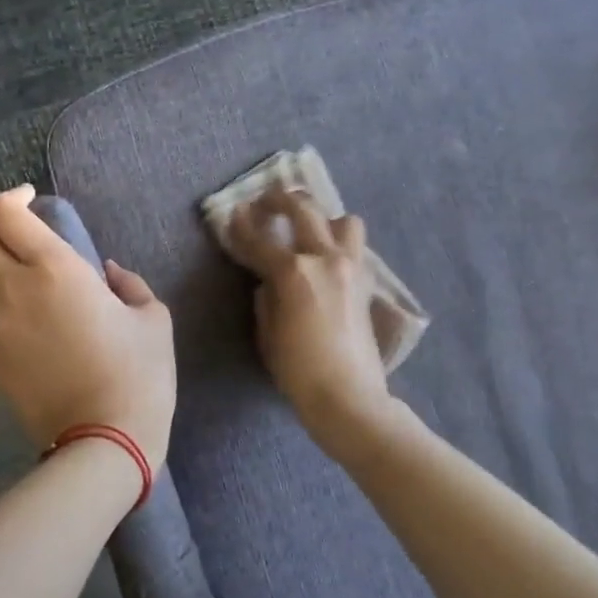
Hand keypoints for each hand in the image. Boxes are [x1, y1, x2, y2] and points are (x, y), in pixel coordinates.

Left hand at [0, 185, 176, 471]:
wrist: (103, 441)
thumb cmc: (138, 373)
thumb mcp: (152, 318)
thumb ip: (129, 283)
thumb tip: (108, 273)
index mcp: (54, 268)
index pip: (3, 211)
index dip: (13, 196)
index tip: (33, 201)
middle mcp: (12, 288)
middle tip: (17, 231)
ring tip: (22, 275)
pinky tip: (26, 319)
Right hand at [225, 186, 389, 435]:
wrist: (349, 397)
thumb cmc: (298, 372)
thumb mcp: (268, 334)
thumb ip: (266, 299)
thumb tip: (270, 282)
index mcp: (292, 272)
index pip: (259, 240)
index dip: (241, 226)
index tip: (231, 214)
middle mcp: (324, 259)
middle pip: (302, 210)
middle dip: (279, 200)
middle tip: (264, 203)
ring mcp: (350, 267)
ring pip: (341, 220)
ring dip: (321, 217)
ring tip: (307, 229)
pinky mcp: (366, 282)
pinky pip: (354, 246)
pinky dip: (337, 242)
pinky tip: (324, 256)